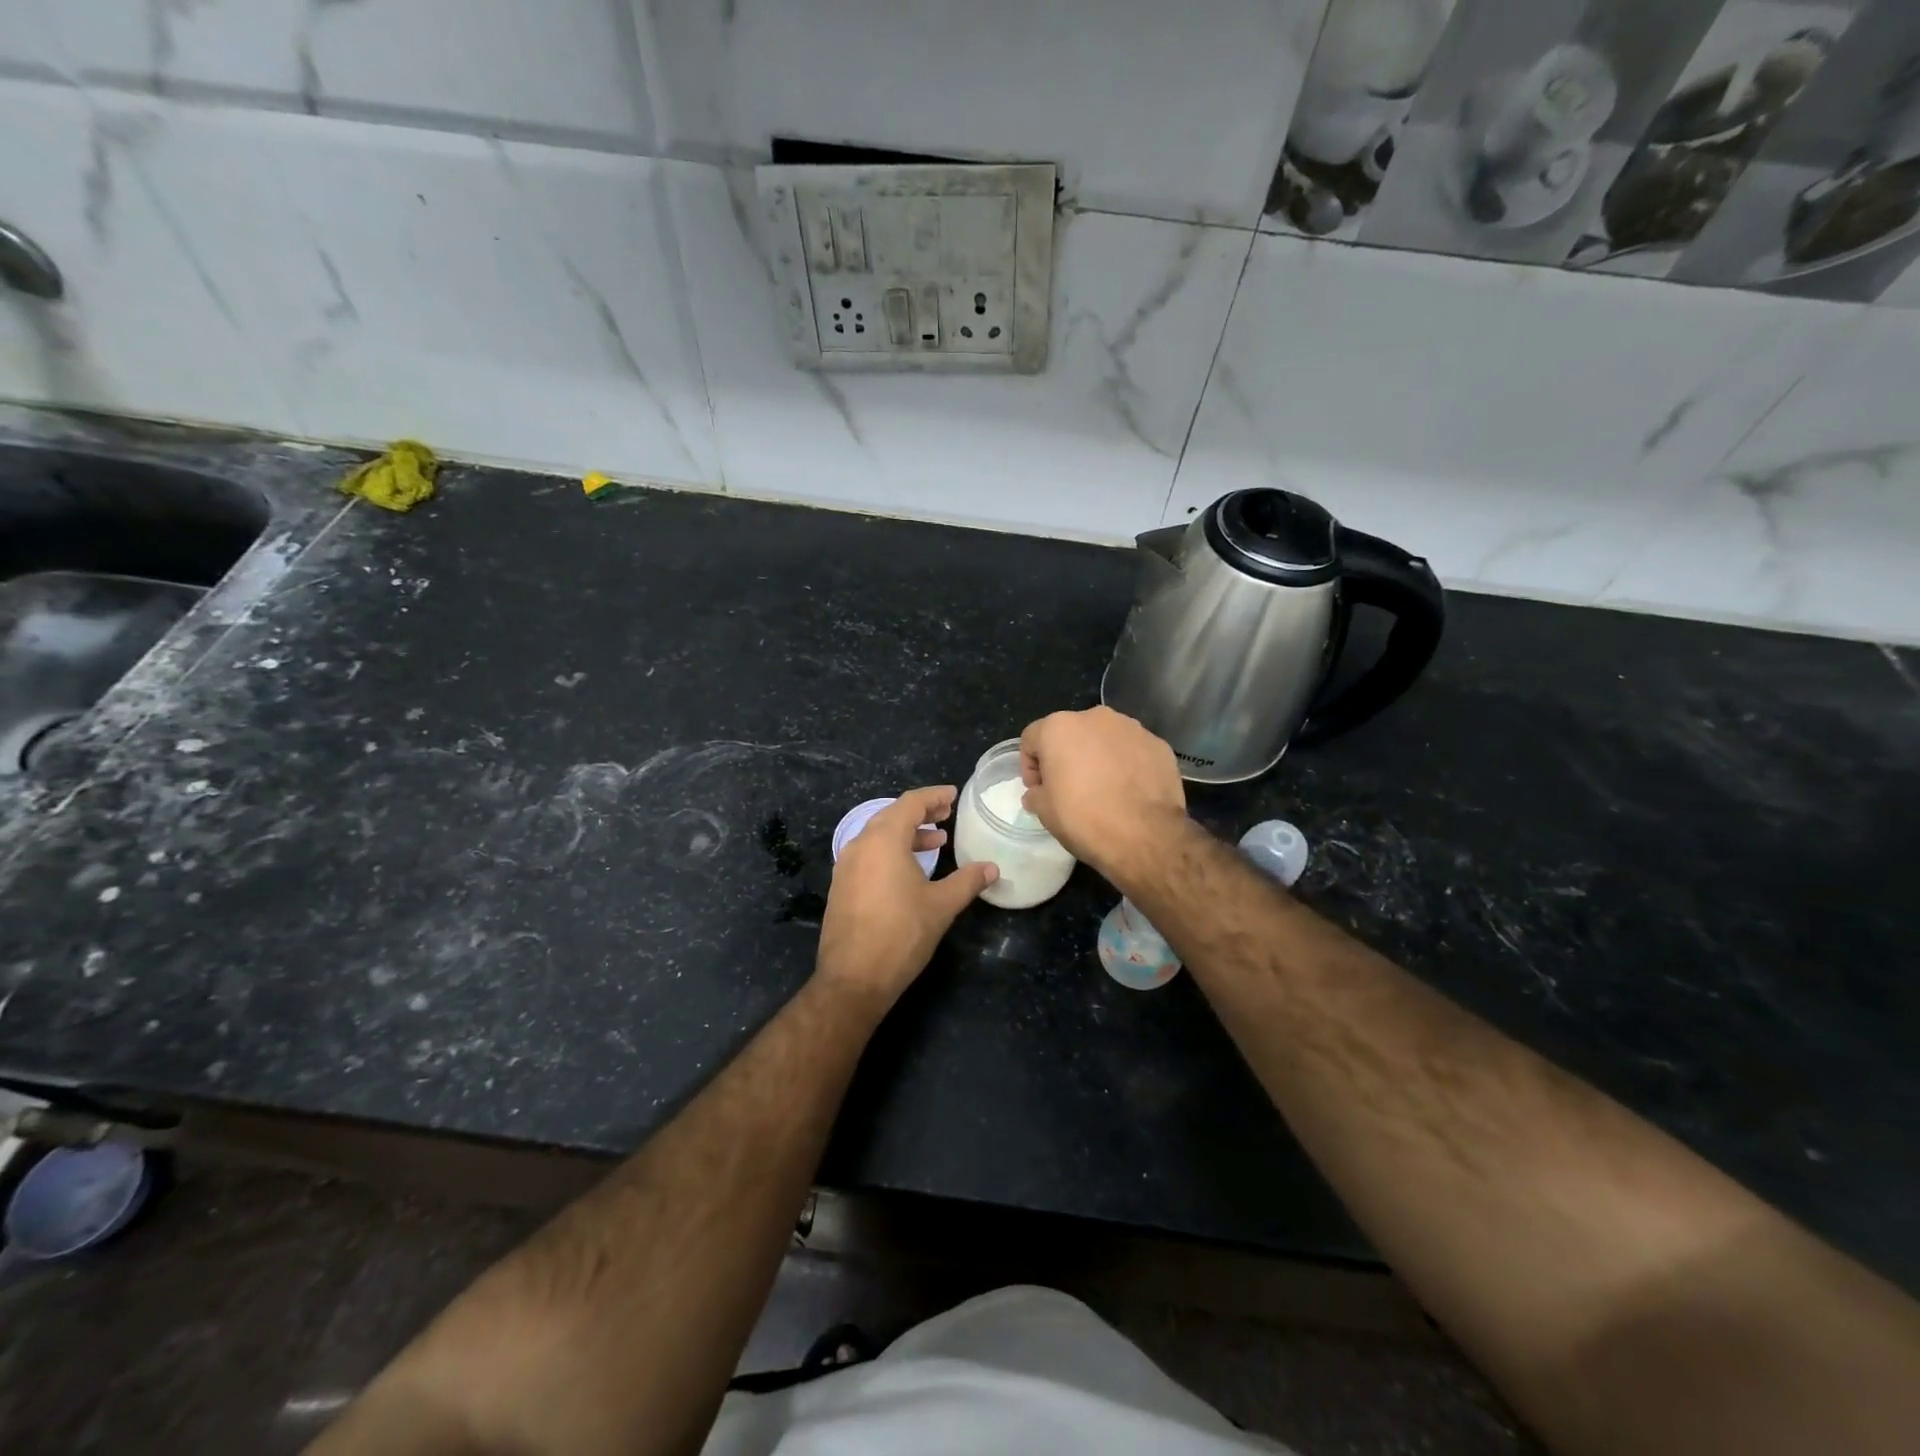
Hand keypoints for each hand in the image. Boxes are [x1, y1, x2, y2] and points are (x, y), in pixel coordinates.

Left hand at [815, 786, 997, 1006]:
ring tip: (935, 842)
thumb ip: (967, 881)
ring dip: (907, 834)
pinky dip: (891, 852)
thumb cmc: (901, 934)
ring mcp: (846, 866)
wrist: (853, 978)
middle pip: (892, 815)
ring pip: (878, 836)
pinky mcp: (841, 886)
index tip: (953, 796)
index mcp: (884, 840)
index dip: (934, 796)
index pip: (910, 803)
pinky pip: (868, 855)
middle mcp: (860, 845)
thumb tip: (992, 868)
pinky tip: (909, 870)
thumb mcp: (941, 905)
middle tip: (946, 815)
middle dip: (921, 813)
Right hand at [1019, 707, 1187, 885]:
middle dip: (1066, 756)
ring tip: (1103, 788)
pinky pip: (1132, 750)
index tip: (1038, 789)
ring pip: (1104, 739)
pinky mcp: (1159, 744)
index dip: (1030, 765)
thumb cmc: (1084, 819)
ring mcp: (1132, 728)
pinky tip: (1129, 791)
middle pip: (1071, 733)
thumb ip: (1036, 794)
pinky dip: (1126, 764)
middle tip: (1068, 787)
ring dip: (1098, 757)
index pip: (1033, 738)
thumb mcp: (1045, 811)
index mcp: (1060, 727)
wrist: (1145, 836)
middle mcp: (1095, 717)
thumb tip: (1039, 793)